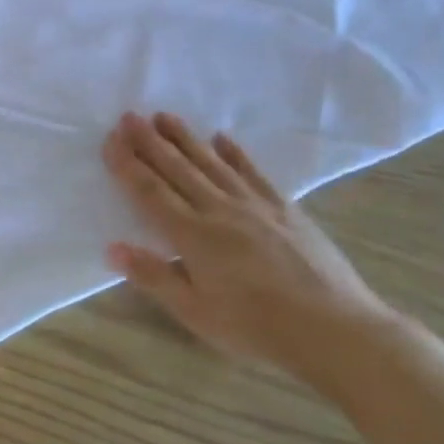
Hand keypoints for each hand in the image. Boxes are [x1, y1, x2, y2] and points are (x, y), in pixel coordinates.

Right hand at [102, 111, 395, 385]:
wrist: (334, 327)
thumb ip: (154, 277)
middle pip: (178, 169)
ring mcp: (255, 205)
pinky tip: (222, 138)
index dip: (128, 166)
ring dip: (185, 138)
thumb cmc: (255, 327)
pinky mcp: (285, 208)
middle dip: (150, 142)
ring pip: (212, 163)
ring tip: (164, 116)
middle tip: (129, 116)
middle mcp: (220, 210)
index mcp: (193, 236)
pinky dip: (235, 153)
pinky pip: (253, 172)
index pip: (151, 193)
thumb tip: (112, 248)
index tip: (110, 140)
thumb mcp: (195, 312)